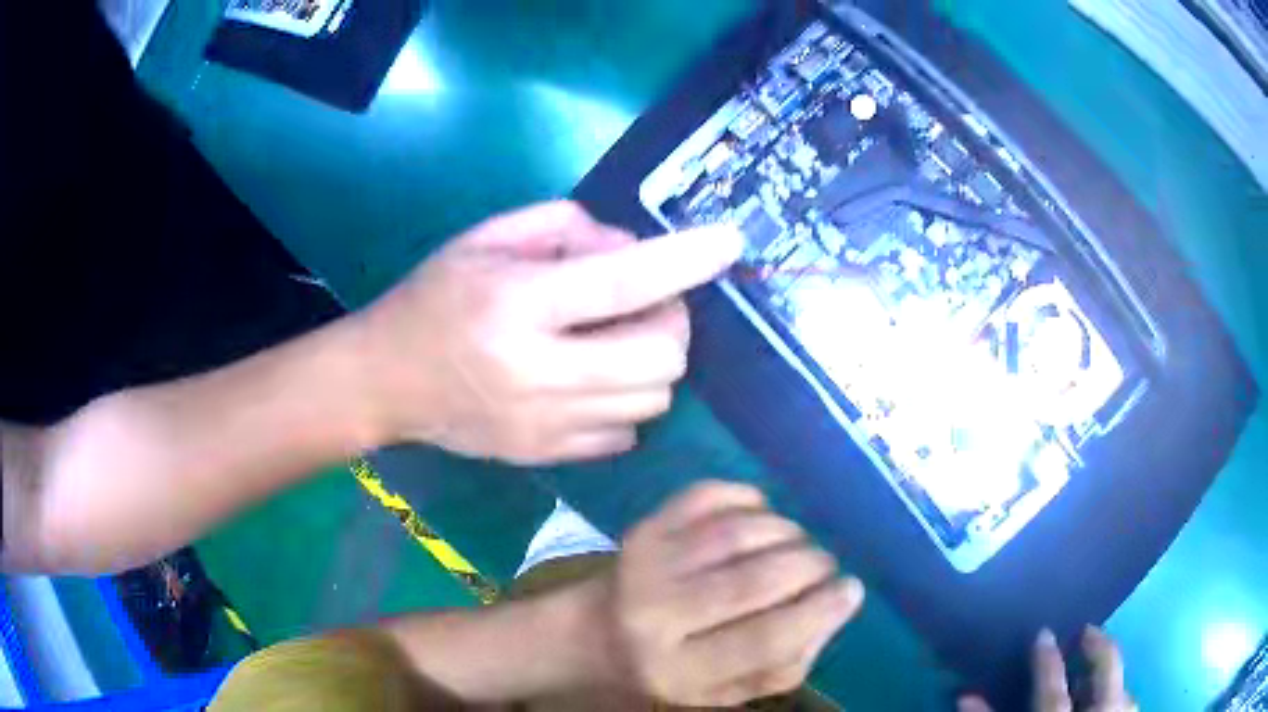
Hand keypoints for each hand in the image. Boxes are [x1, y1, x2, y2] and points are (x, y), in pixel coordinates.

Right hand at [351, 202, 742, 463]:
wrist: (385, 381)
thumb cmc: (432, 298)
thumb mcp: (487, 238)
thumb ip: (567, 229)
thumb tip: (634, 251)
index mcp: (514, 305)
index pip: (621, 282)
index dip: (685, 261)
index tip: (730, 243)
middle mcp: (536, 373)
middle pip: (660, 358)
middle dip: (673, 323)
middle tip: (648, 303)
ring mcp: (544, 426)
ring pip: (653, 400)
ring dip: (654, 361)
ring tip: (617, 338)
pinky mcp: (546, 457)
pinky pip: (626, 433)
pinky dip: (629, 400)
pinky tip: (596, 379)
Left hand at [594, 481, 864, 705]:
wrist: (596, 633)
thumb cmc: (672, 668)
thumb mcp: (726, 691)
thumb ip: (784, 665)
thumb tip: (835, 608)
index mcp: (680, 669)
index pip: (763, 640)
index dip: (819, 612)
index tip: (852, 590)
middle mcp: (657, 615)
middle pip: (754, 580)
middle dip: (810, 565)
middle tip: (824, 566)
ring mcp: (647, 563)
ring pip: (737, 532)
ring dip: (787, 532)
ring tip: (796, 546)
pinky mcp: (645, 524)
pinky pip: (710, 494)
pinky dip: (749, 498)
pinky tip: (761, 518)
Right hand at [958, 627, 1133, 711]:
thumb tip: (966, 697)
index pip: (1052, 689)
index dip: (1046, 660)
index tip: (1042, 633)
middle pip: (1106, 670)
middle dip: (1097, 646)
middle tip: (1086, 633)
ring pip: (1123, 686)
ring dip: (1108, 677)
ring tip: (1093, 678)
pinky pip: (1129, 705)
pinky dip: (1119, 699)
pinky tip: (1111, 706)